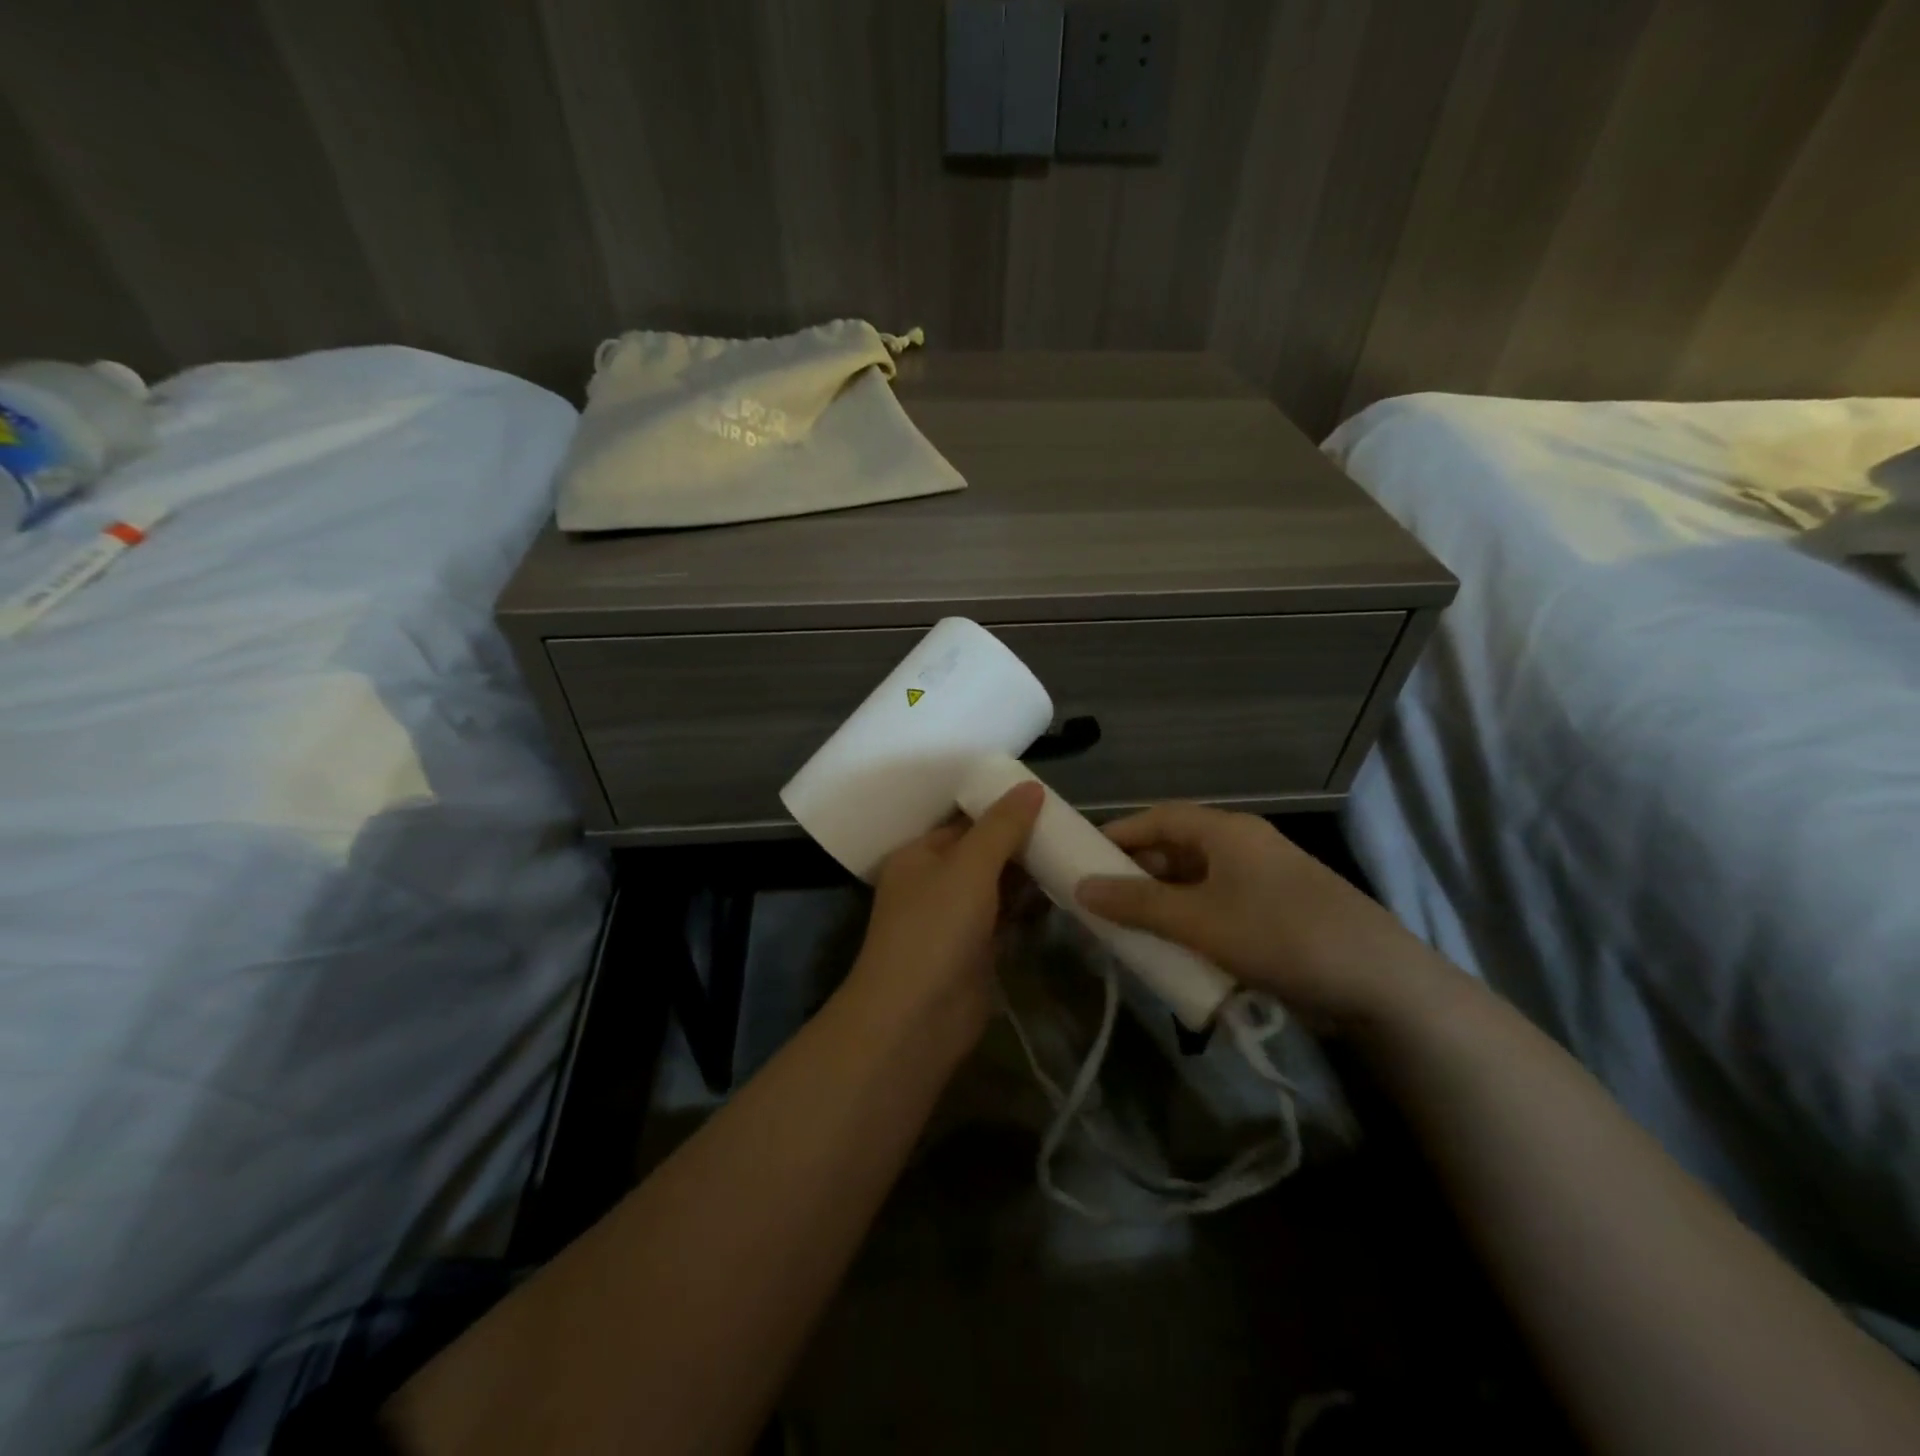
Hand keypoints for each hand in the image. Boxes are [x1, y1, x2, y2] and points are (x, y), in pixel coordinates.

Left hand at [844, 782, 1043, 1049]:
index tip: (1045, 798)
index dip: (1001, 809)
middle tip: (1068, 826)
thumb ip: (1001, 827)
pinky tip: (1062, 893)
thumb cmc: (935, 929)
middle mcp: (933, 883)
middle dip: (1020, 841)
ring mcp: (954, 920)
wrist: (916, 1018)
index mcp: (919, 855)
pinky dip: (1028, 907)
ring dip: (1028, 875)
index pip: (963, 821)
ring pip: (996, 886)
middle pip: (982, 852)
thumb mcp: (969, 866)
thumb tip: (1031, 786)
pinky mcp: (975, 951)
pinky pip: (1005, 918)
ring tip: (1073, 853)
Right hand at [1073, 803, 1456, 1029]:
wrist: (1380, 983)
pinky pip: (1219, 907)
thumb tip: (1081, 887)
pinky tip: (1175, 949)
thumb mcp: (1198, 920)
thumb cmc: (1279, 935)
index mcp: (1227, 832)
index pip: (1159, 817)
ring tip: (1128, 927)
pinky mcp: (1278, 914)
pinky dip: (1191, 922)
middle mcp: (1245, 847)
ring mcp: (1264, 881)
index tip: (1083, 857)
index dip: (1119, 833)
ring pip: (1197, 882)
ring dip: (1163, 901)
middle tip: (1101, 898)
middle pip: (1177, 848)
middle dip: (1137, 872)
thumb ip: (1137, 903)